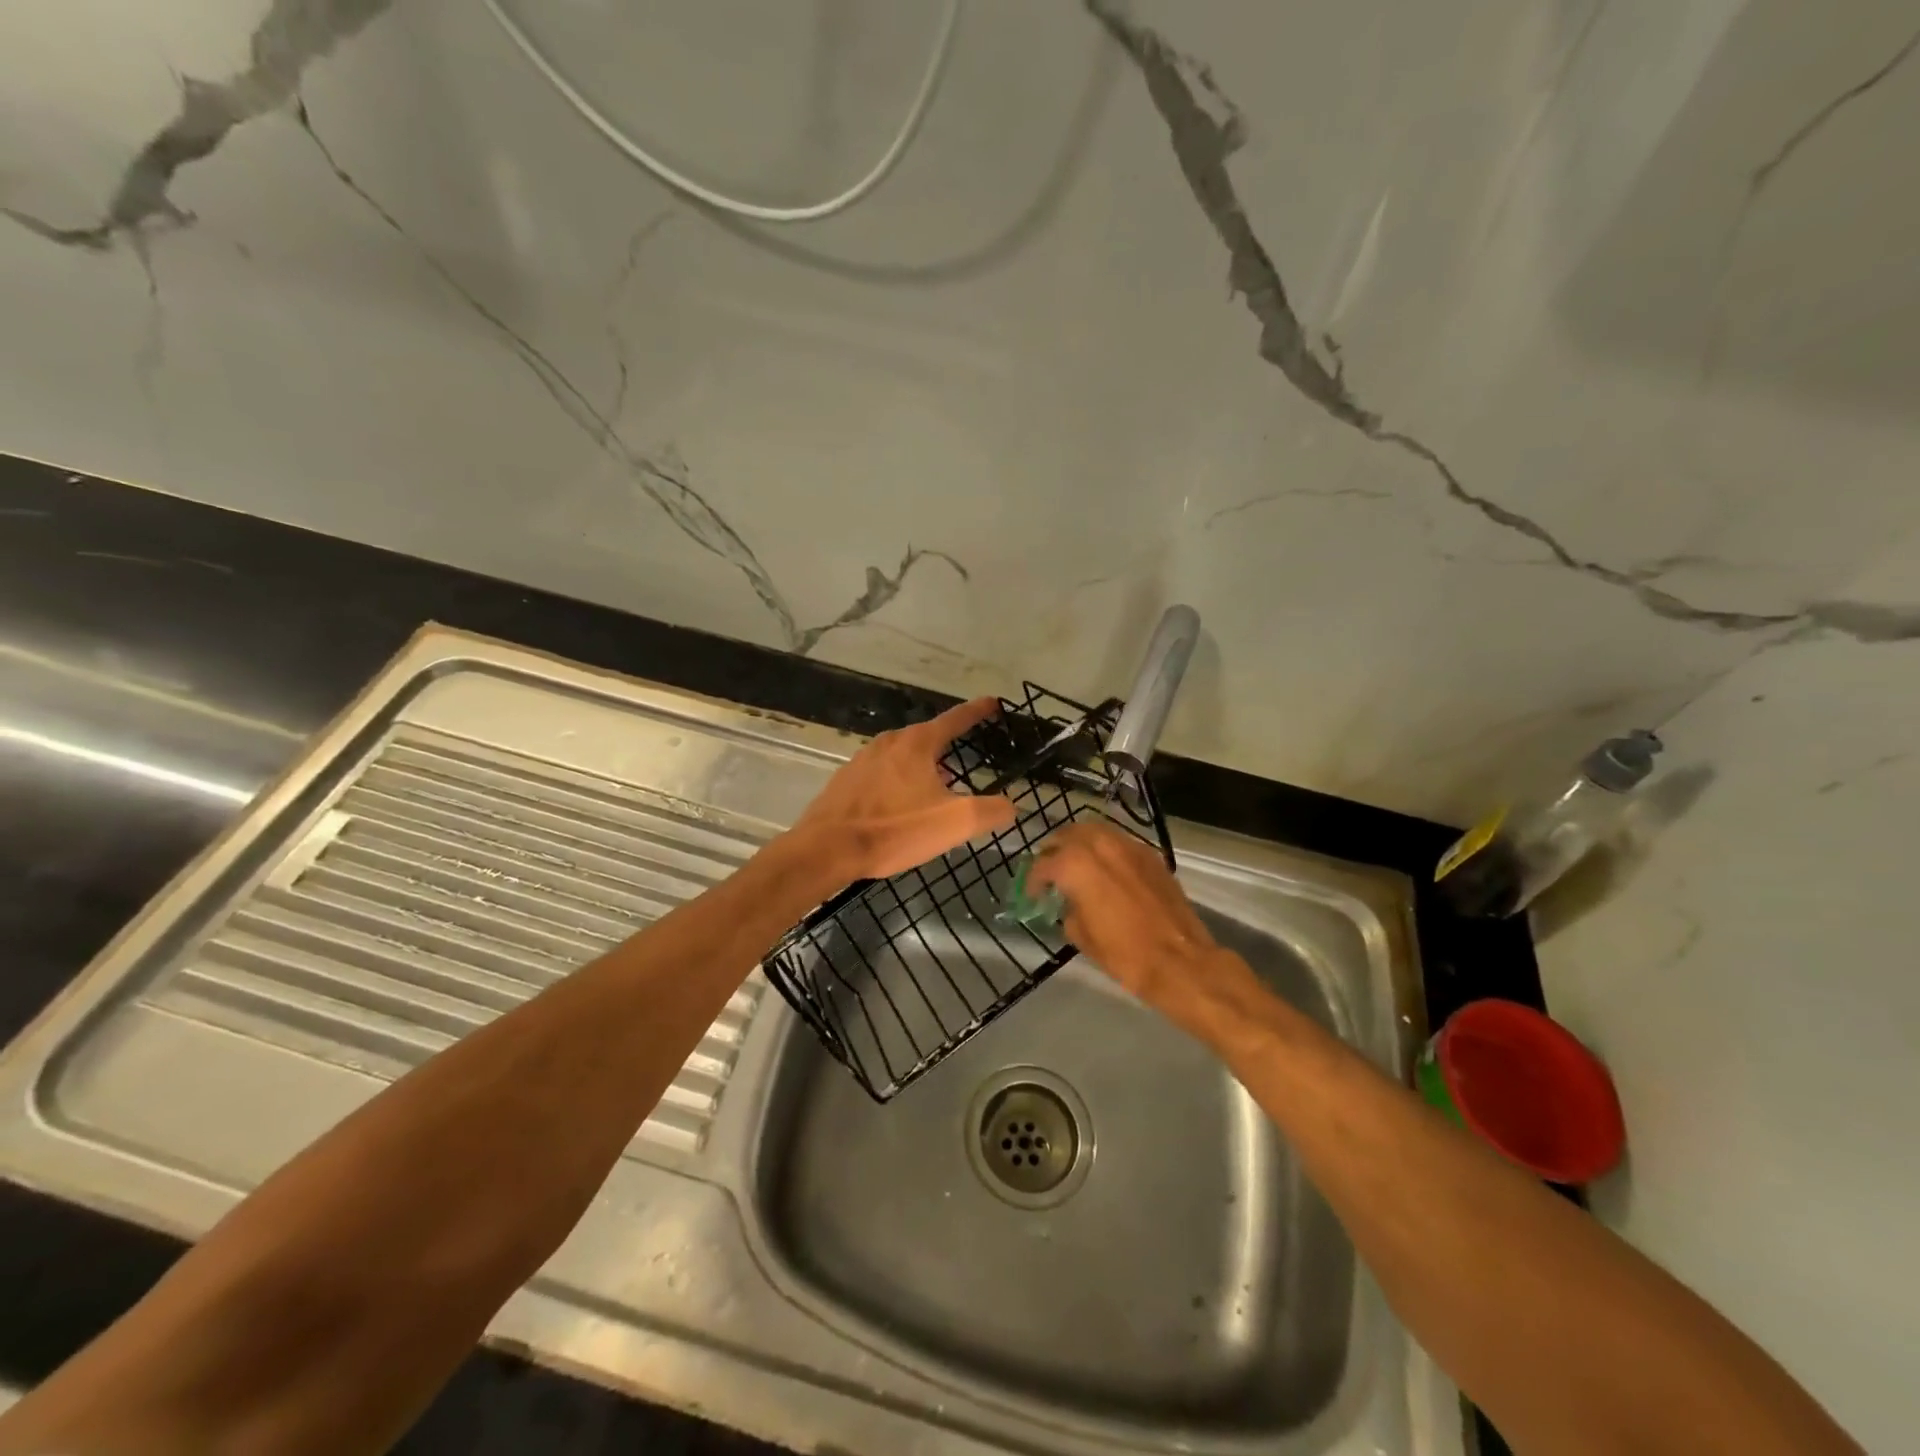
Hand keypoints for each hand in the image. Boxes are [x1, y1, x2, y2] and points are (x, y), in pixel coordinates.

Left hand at [790, 697, 1017, 882]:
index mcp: (917, 744)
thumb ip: (990, 811)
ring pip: (902, 756)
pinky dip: (898, 781)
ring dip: (922, 766)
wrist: (827, 849)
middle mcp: (889, 742)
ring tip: (936, 787)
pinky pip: (882, 773)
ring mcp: (863, 760)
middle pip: (927, 737)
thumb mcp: (954, 823)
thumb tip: (1011, 805)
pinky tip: (901, 804)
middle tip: (966, 761)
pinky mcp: (846, 781)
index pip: (955, 719)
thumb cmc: (895, 829)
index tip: (993, 703)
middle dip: (948, 745)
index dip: (977, 712)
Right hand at [1030, 821, 1257, 1033]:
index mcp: (1075, 864)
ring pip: (1095, 831)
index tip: (1033, 894)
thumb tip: (1069, 903)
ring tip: (1077, 864)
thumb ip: (1067, 909)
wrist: (1179, 960)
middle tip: (1051, 870)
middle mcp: (1100, 845)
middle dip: (1055, 850)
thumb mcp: (1081, 935)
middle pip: (1067, 834)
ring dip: (1080, 843)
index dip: (1033, 880)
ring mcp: (1128, 846)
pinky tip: (1106, 869)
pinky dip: (1106, 849)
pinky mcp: (1150, 855)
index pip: (1043, 864)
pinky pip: (1119, 841)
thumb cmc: (1123, 952)